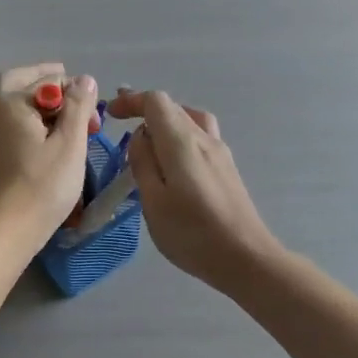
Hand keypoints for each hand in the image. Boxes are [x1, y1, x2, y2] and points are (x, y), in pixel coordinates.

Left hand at [0, 64, 96, 248]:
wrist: (5, 230)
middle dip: (47, 83)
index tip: (93, 117)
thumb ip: (78, 106)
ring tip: (60, 117)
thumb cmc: (43, 186)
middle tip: (73, 94)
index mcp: (9, 100)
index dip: (76, 91)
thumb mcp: (70, 144)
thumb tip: (85, 79)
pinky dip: (24, 121)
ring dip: (34, 101)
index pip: (49, 78)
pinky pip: (5, 123)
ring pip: (8, 102)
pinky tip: (41, 138)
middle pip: (18, 81)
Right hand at [107, 88, 281, 294]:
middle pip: (173, 107)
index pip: (156, 102)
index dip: (131, 100)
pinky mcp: (227, 168)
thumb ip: (142, 164)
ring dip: (165, 121)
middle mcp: (204, 139)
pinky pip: (200, 136)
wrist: (246, 258)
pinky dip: (180, 135)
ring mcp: (220, 152)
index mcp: (182, 142)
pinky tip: (173, 161)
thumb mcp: (154, 202)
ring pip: (190, 120)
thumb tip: (140, 137)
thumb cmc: (192, 234)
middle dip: (145, 109)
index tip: (111, 113)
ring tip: (148, 139)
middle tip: (120, 123)